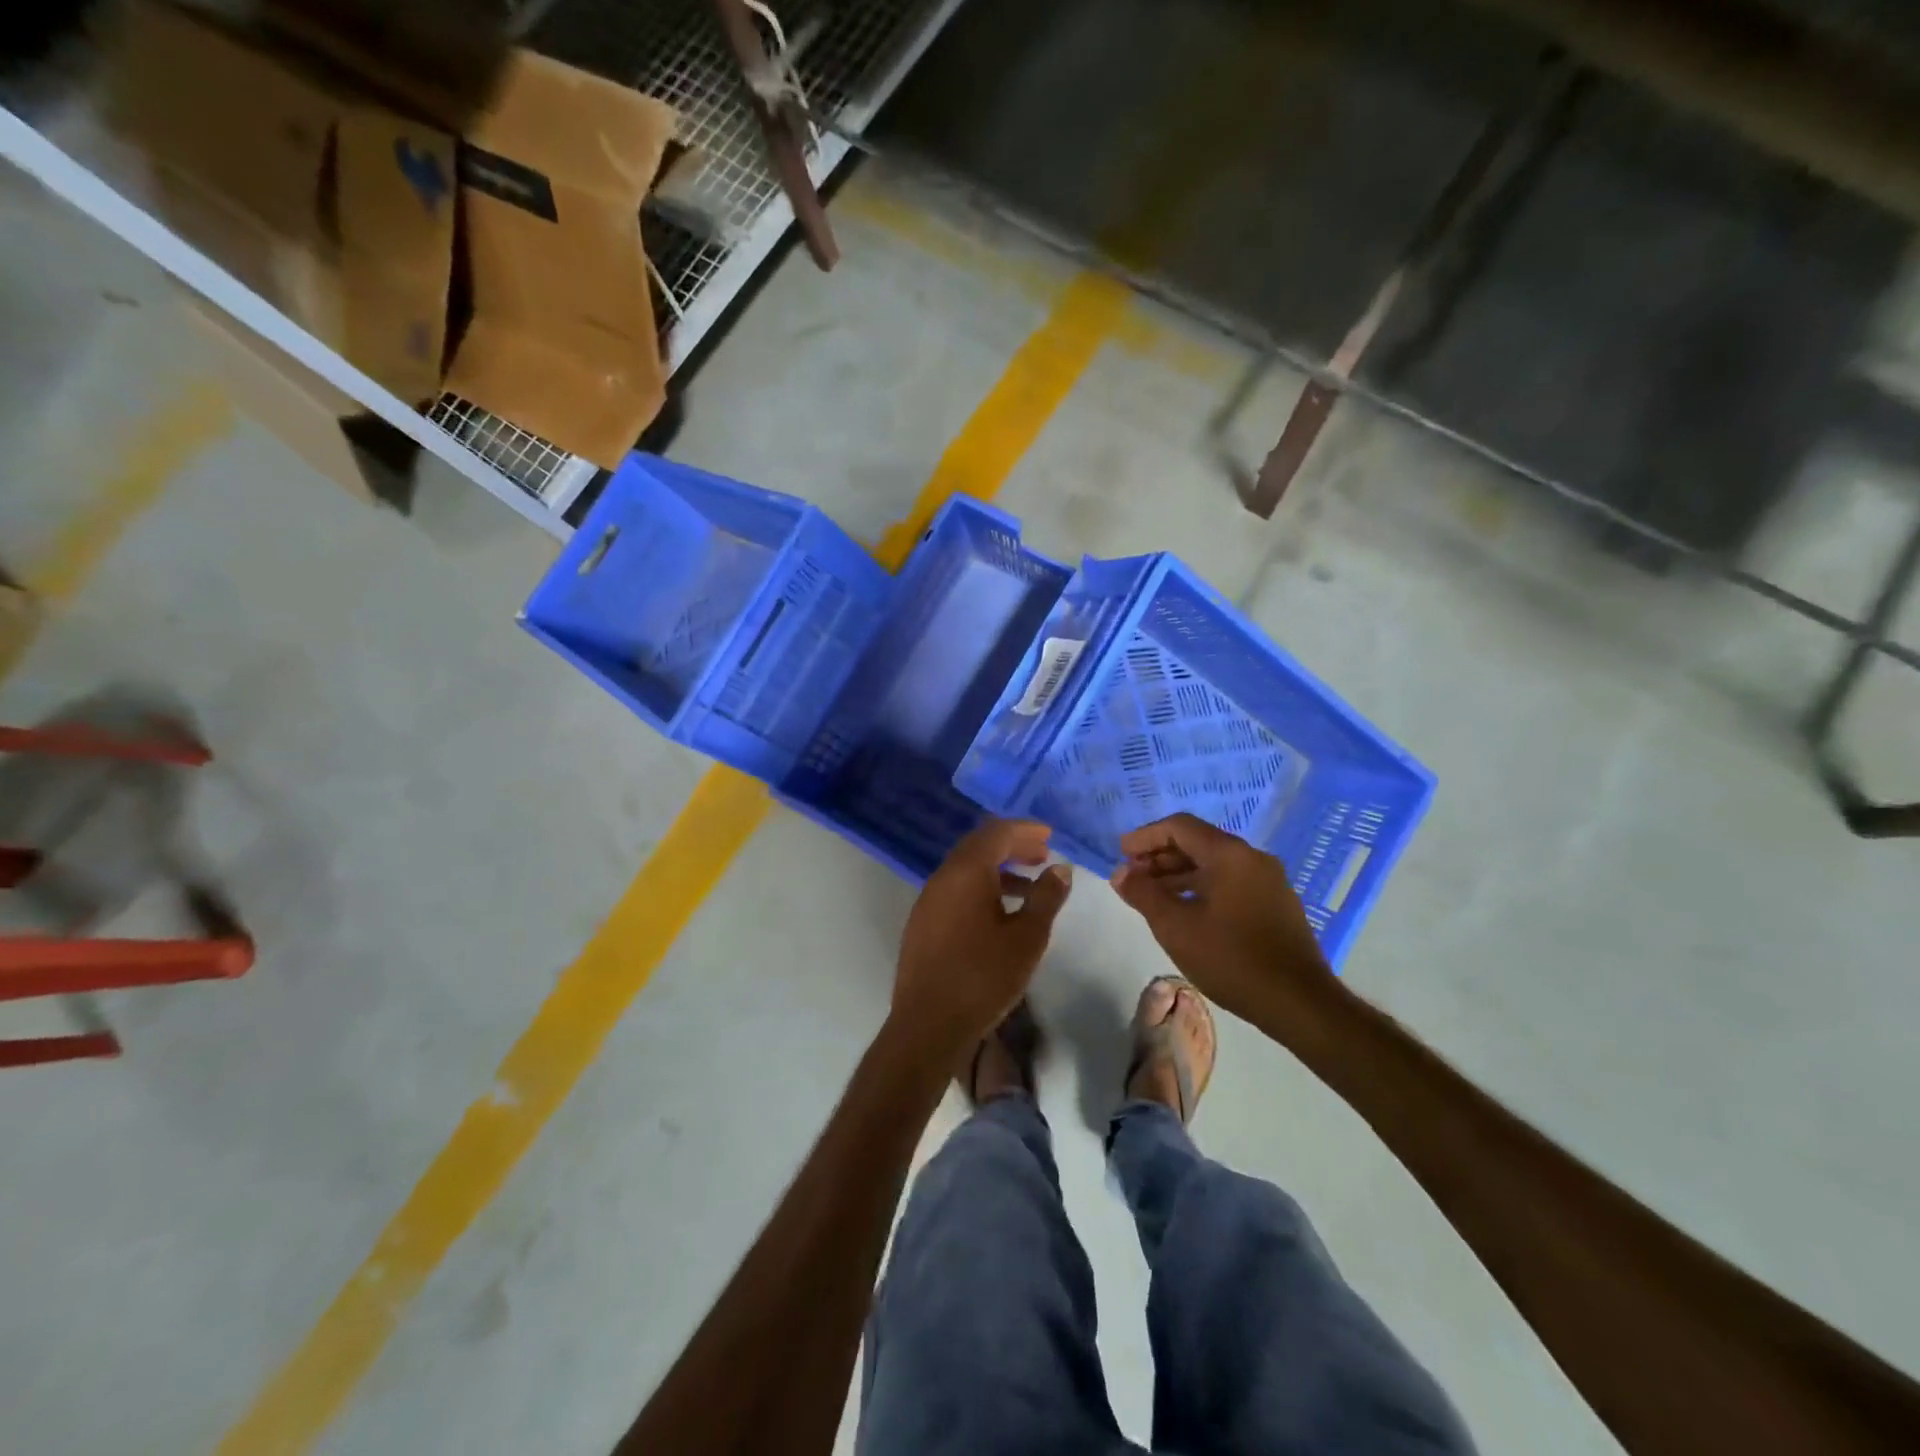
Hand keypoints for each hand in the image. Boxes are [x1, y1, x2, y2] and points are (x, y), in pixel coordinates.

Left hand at [893, 819, 1070, 1053]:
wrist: (929, 1024)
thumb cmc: (983, 976)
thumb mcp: (1027, 937)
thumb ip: (1046, 897)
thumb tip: (1060, 868)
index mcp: (966, 872)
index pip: (996, 833)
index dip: (1024, 830)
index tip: (1049, 836)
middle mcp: (942, 877)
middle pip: (978, 847)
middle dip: (1012, 846)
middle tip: (1042, 855)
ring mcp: (928, 900)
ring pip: (966, 870)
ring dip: (998, 870)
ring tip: (1030, 887)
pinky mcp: (923, 923)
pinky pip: (955, 890)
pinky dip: (981, 888)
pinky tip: (1001, 914)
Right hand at [1110, 813, 1332, 1029]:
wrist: (1299, 1002)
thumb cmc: (1232, 959)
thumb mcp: (1176, 927)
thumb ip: (1144, 894)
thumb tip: (1121, 873)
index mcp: (1229, 854)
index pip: (1179, 826)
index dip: (1146, 836)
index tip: (1122, 854)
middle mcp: (1252, 858)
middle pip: (1198, 842)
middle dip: (1160, 855)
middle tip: (1133, 876)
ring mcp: (1269, 880)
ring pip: (1214, 864)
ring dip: (1179, 874)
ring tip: (1152, 896)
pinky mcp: (1276, 903)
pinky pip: (1231, 881)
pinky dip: (1202, 887)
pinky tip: (1186, 911)